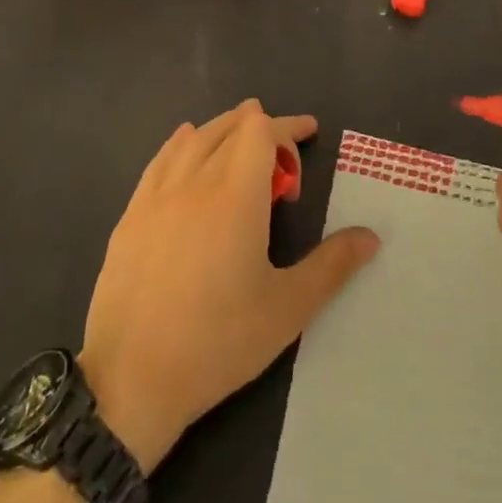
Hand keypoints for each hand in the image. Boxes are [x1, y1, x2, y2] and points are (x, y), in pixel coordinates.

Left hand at [80, 100, 379, 471]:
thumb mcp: (288, 309)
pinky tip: (185, 145)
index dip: (287, 127)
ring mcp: (156, 195)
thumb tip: (370, 236)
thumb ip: (332, 266)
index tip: (308, 137)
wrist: (131, 376)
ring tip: (240, 140)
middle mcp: (194, 181)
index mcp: (235, 195)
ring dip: (222, 129)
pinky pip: (161, 158)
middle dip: (259, 126)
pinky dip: (182, 143)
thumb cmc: (218, 342)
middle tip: (282, 150)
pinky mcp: (131, 213)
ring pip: (193, 138)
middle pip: (228, 128)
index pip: (260, 132)